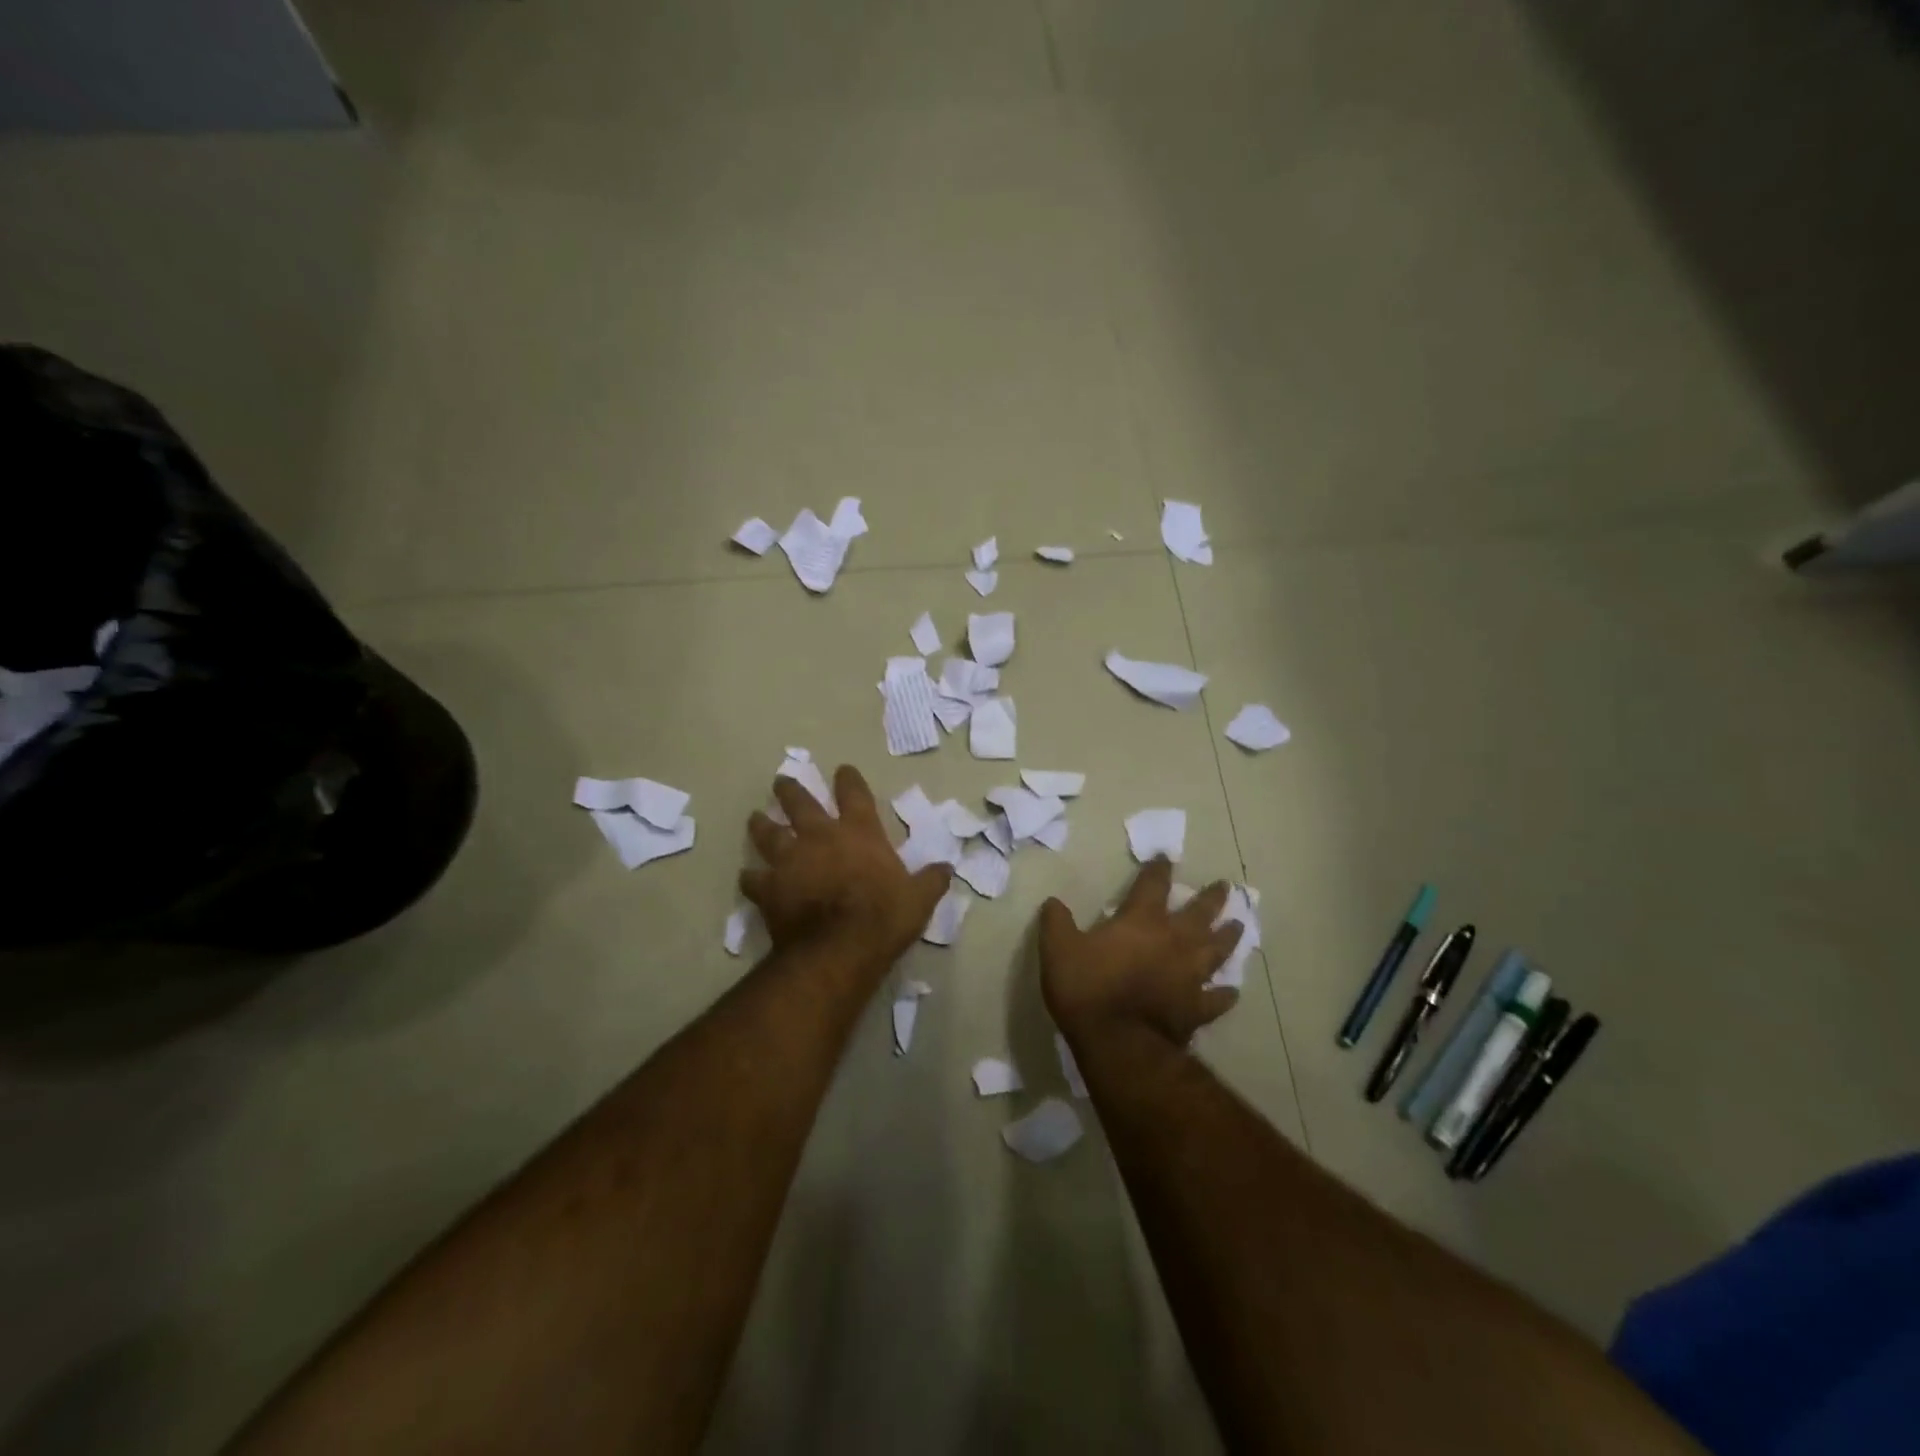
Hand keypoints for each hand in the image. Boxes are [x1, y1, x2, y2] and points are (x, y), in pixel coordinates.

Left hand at [742, 765, 950, 978]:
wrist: (838, 949)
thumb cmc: (884, 917)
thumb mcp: (919, 899)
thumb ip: (931, 880)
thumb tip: (948, 868)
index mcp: (859, 832)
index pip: (854, 794)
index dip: (848, 779)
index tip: (842, 769)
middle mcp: (820, 837)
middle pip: (800, 803)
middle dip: (791, 790)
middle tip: (781, 781)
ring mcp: (790, 860)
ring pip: (769, 833)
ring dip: (762, 824)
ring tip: (755, 818)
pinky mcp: (769, 888)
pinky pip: (753, 879)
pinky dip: (751, 878)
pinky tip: (748, 878)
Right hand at [1040, 858, 1240, 1046]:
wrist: (1117, 1041)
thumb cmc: (1087, 988)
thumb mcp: (1058, 949)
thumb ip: (1056, 922)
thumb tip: (1052, 902)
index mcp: (1141, 921)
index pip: (1153, 885)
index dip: (1159, 869)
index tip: (1166, 858)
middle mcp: (1173, 941)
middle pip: (1199, 913)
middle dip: (1211, 898)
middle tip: (1225, 887)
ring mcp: (1190, 976)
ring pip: (1217, 950)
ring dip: (1228, 937)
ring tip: (1239, 926)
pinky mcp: (1196, 1008)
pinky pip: (1217, 999)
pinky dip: (1225, 994)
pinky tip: (1232, 992)